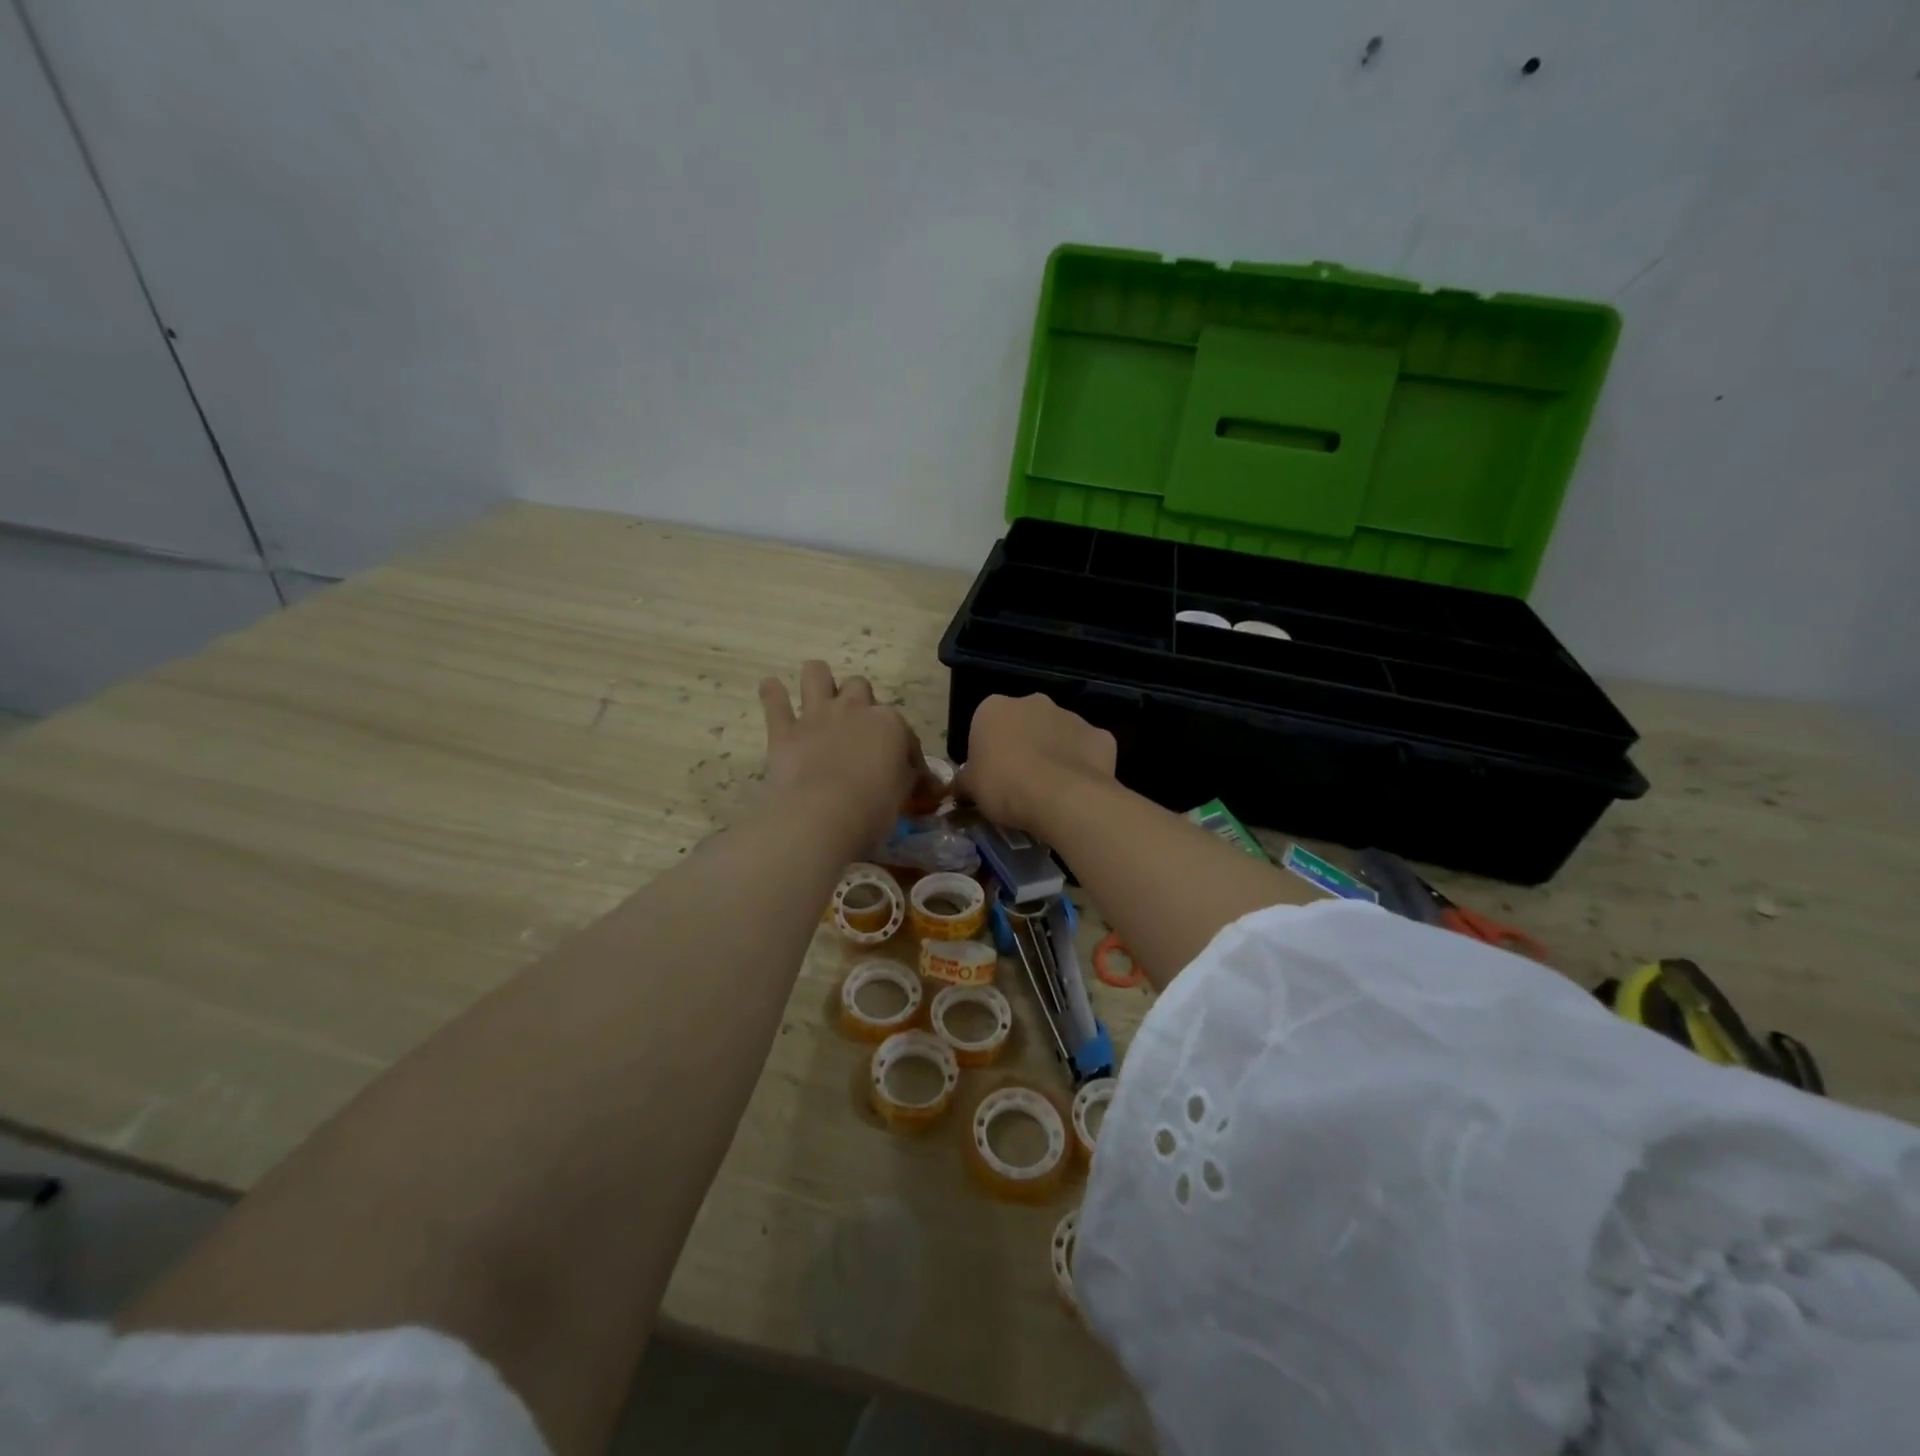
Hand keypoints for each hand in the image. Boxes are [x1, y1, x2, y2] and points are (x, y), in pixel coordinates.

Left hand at [758, 661, 929, 848]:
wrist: (824, 814)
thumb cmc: (874, 807)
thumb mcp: (904, 795)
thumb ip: (910, 780)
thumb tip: (923, 781)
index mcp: (890, 723)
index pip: (904, 732)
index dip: (905, 752)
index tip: (905, 774)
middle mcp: (855, 709)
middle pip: (859, 687)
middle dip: (859, 701)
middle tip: (856, 727)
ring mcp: (817, 715)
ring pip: (816, 674)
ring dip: (817, 679)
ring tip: (816, 692)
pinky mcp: (784, 730)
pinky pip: (774, 700)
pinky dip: (772, 693)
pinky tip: (771, 688)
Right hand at [953, 694, 1115, 832]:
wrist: (1061, 797)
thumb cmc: (1004, 786)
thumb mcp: (971, 789)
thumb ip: (965, 782)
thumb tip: (960, 787)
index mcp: (994, 708)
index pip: (985, 724)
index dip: (988, 751)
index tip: (991, 776)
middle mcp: (1034, 702)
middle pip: (1025, 723)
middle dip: (1023, 745)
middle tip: (1020, 782)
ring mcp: (1071, 716)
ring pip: (1058, 734)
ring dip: (1054, 753)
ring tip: (1051, 790)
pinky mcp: (1100, 735)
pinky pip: (1087, 750)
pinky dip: (1083, 765)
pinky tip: (1077, 790)